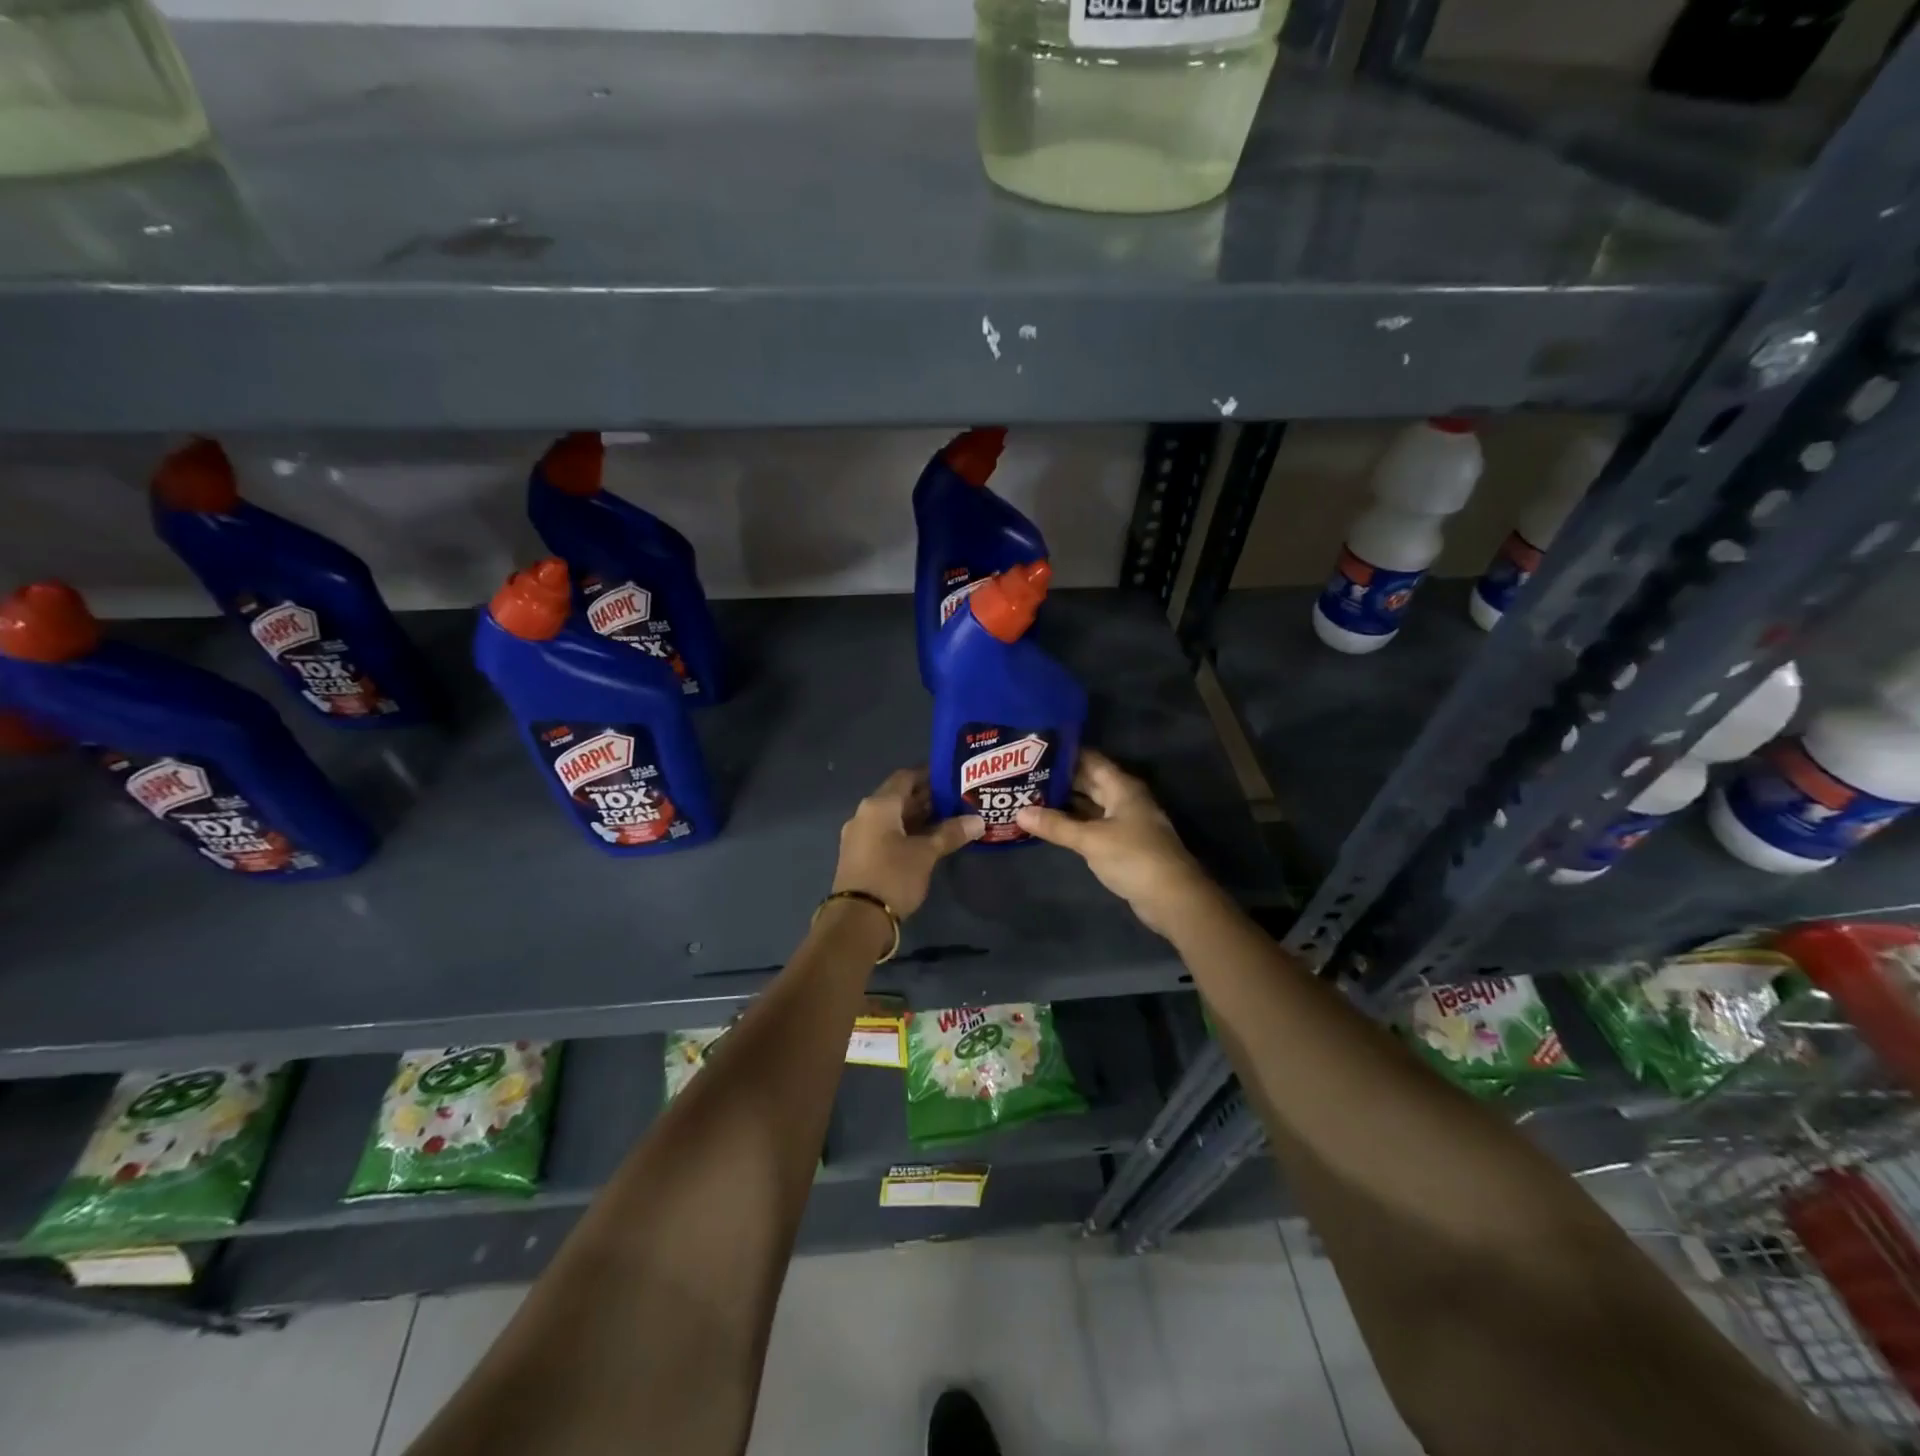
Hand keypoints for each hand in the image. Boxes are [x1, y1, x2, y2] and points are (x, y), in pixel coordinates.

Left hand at [832, 768, 982, 922]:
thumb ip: (950, 833)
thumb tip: (978, 821)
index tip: (953, 777)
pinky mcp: (860, 856)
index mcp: (878, 805)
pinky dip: (907, 833)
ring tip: (950, 820)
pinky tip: (929, 841)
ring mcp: (860, 836)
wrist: (857, 919)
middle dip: (927, 798)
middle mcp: (865, 814)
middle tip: (958, 800)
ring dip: (918, 817)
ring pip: (893, 818)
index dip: (930, 775)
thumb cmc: (893, 876)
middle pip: (899, 797)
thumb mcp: (926, 853)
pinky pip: (886, 834)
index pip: (906, 777)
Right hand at [1016, 749, 1216, 936]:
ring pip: (1090, 806)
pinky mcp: (1123, 844)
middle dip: (1060, 780)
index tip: (1034, 750)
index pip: (1090, 760)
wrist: (1171, 897)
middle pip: (1089, 782)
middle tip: (1024, 776)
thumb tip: (1020, 812)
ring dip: (1065, 804)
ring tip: (1030, 798)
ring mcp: (1125, 822)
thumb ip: (1056, 826)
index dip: (1064, 754)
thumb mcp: (1090, 839)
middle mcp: (1124, 799)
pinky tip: (1051, 826)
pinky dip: (1074, 824)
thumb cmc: (1133, 857)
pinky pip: (1093, 826)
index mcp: (1122, 787)